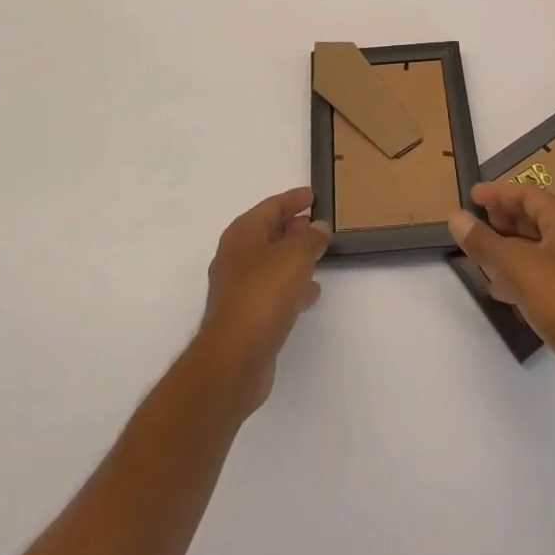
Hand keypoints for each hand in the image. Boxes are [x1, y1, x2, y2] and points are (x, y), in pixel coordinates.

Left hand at [195, 186, 330, 417]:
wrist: (235, 358)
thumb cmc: (263, 294)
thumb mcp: (295, 256)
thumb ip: (311, 238)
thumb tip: (318, 226)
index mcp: (242, 234)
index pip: (271, 206)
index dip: (293, 199)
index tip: (313, 195)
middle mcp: (236, 257)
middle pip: (268, 233)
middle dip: (293, 227)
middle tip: (318, 224)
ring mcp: (239, 288)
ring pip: (271, 263)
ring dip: (293, 257)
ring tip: (320, 255)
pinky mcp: (246, 316)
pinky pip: (273, 290)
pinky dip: (291, 286)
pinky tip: (311, 292)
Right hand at [449, 183, 554, 412]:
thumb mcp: (516, 265)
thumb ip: (484, 241)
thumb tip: (456, 217)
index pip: (529, 195)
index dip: (500, 192)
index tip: (472, 196)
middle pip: (534, 220)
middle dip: (504, 218)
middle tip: (475, 222)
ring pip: (535, 250)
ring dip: (507, 248)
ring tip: (480, 254)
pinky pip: (539, 277)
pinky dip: (517, 276)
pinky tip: (499, 290)